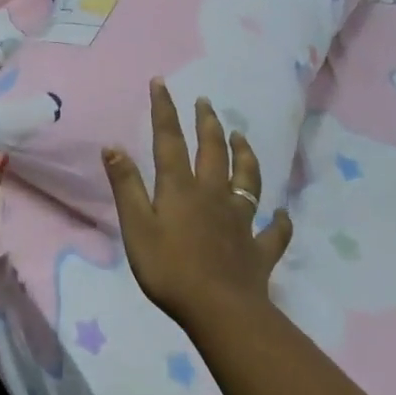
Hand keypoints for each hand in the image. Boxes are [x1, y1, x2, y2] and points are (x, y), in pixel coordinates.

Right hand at [102, 79, 292, 331]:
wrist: (222, 312)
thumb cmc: (170, 269)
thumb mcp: (137, 226)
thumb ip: (126, 186)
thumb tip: (112, 145)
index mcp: (181, 188)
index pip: (169, 140)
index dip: (164, 110)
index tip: (161, 82)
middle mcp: (213, 195)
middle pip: (212, 151)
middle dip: (207, 123)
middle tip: (206, 102)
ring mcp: (240, 221)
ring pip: (246, 180)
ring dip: (244, 155)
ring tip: (241, 136)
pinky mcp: (259, 250)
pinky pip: (274, 232)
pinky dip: (280, 222)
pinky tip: (282, 215)